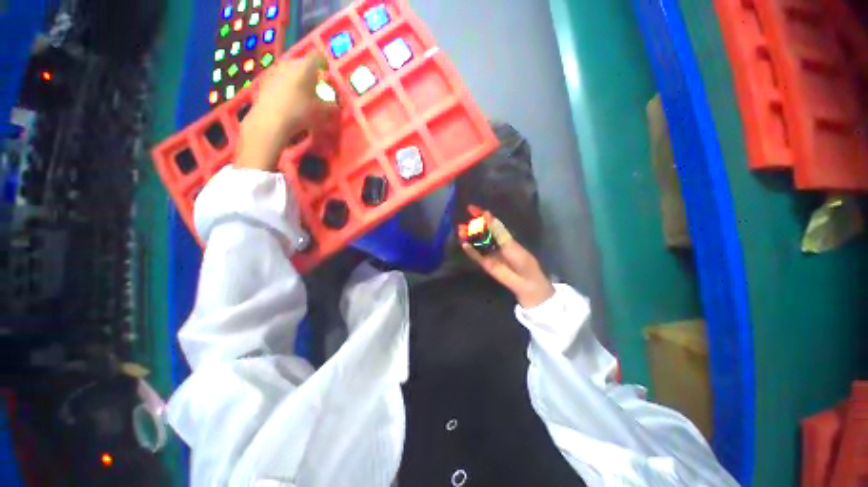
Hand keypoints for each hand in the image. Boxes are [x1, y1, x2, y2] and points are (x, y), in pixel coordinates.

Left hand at [237, 53, 338, 170]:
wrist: (271, 120)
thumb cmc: (302, 112)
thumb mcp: (324, 112)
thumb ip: (332, 106)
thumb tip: (336, 104)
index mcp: (306, 67)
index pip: (318, 57)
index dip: (325, 63)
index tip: (328, 72)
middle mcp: (290, 64)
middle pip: (303, 63)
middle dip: (311, 72)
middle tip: (317, 84)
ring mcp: (276, 71)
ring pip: (291, 71)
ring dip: (299, 79)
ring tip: (304, 93)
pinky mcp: (266, 81)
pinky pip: (281, 79)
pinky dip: (288, 86)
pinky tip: (291, 99)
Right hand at [459, 206, 554, 308]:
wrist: (525, 281)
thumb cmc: (522, 260)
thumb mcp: (509, 243)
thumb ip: (496, 230)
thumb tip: (487, 215)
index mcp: (502, 235)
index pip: (489, 222)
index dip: (480, 215)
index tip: (470, 208)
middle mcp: (494, 243)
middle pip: (480, 232)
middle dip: (471, 226)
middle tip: (462, 222)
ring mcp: (488, 253)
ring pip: (476, 243)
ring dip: (468, 237)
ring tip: (460, 230)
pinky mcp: (485, 263)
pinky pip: (475, 255)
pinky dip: (469, 250)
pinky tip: (463, 244)